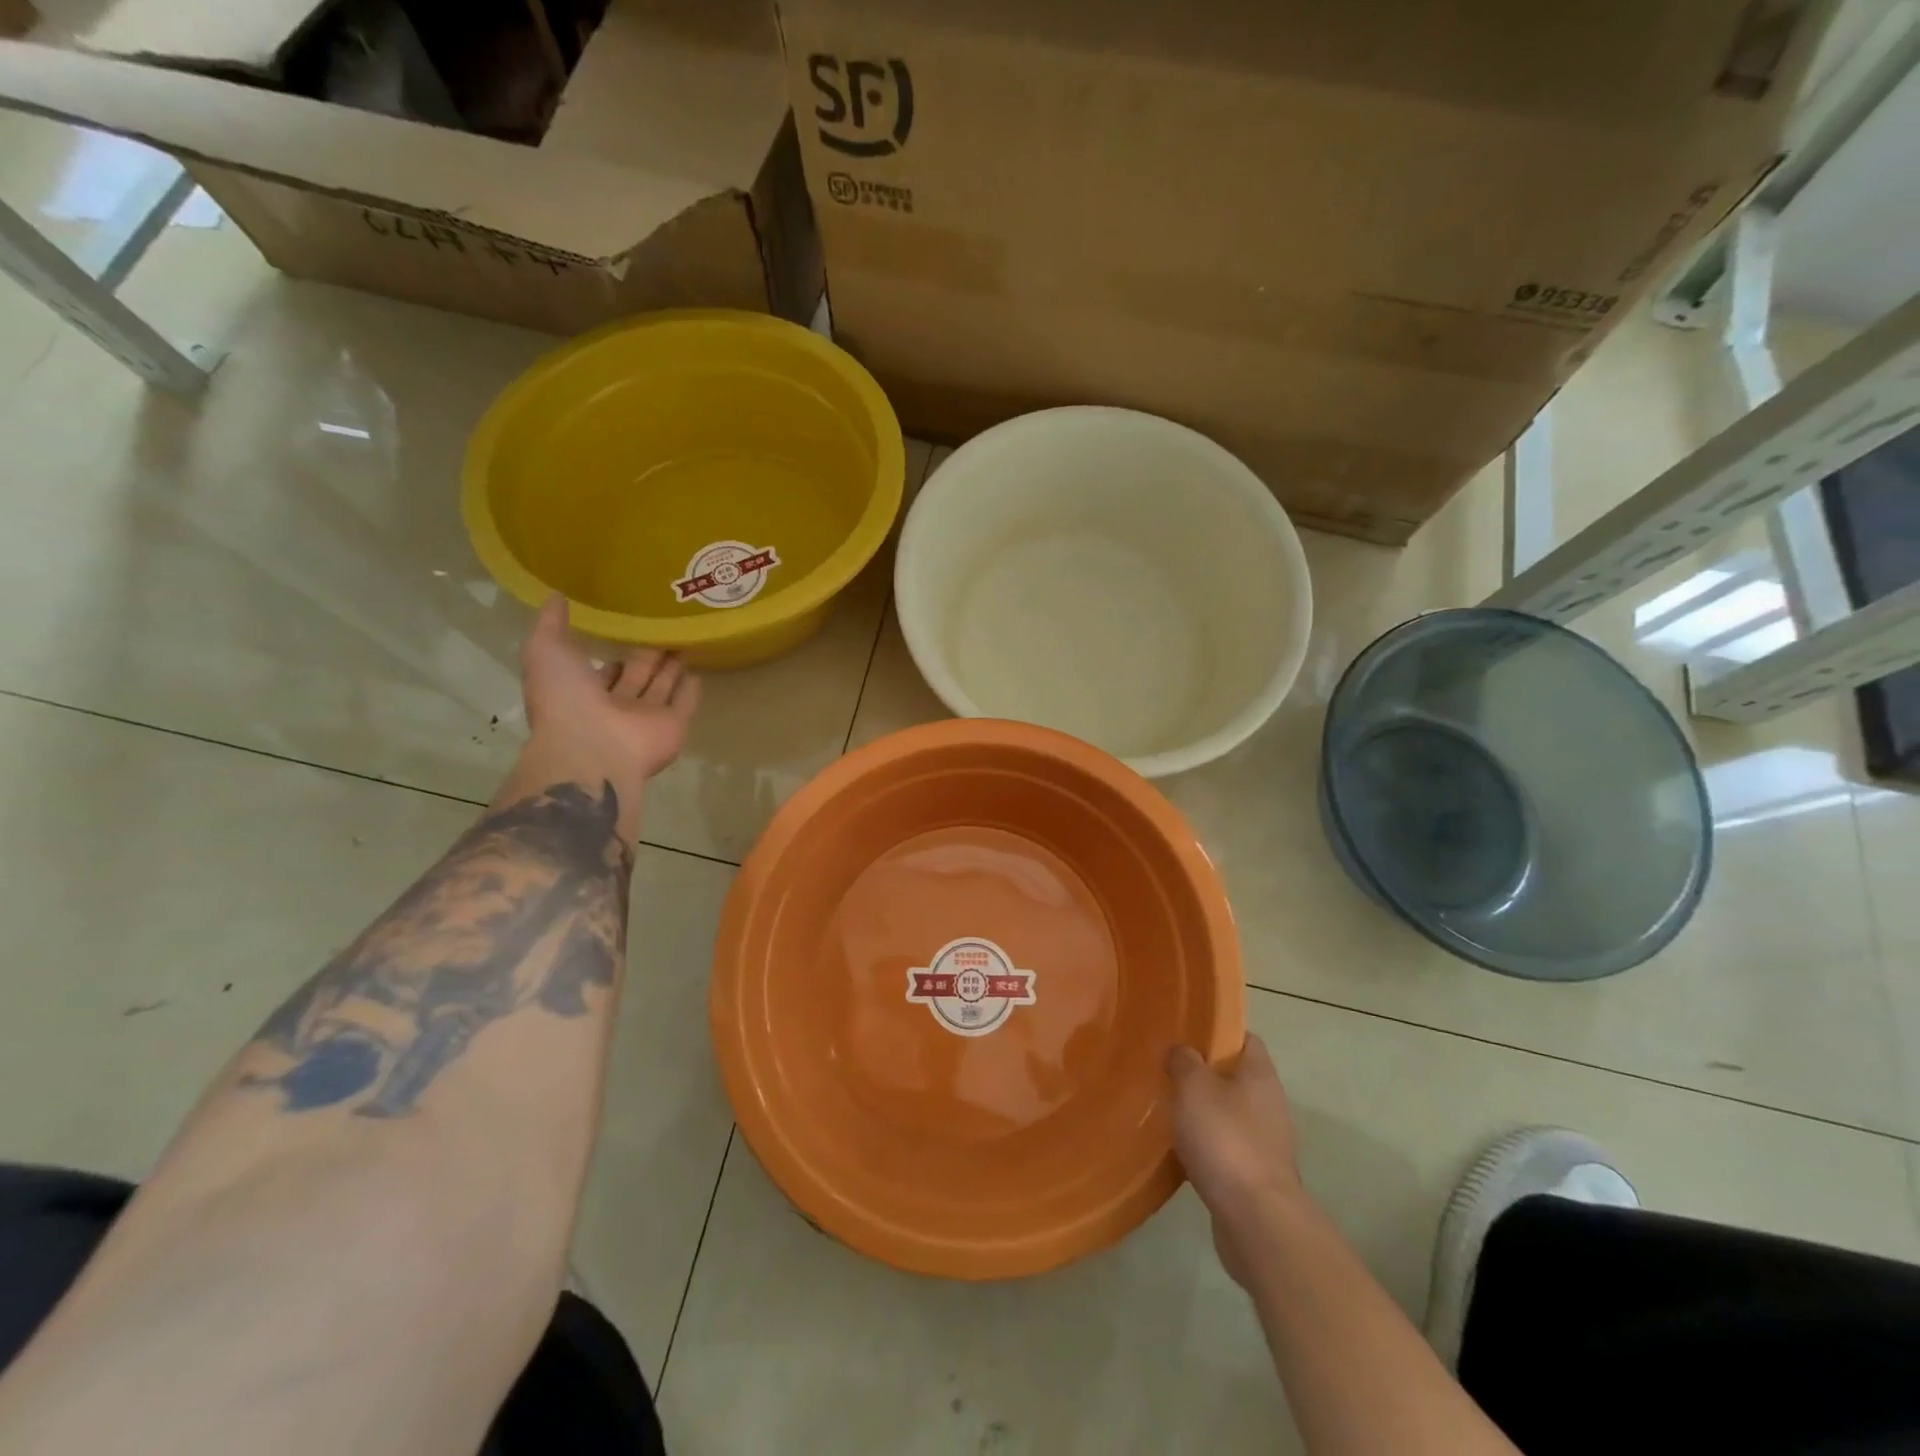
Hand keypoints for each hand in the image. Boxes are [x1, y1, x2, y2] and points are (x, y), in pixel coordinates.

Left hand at [516, 595, 700, 803]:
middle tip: (664, 632)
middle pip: (636, 677)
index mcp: (583, 693)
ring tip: (685, 644)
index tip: (625, 635)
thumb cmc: (566, 700)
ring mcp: (646, 719)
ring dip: (671, 670)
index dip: (611, 655)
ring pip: (661, 689)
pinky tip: (699, 674)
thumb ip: (551, 624)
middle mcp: (616, 707)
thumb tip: (555, 595)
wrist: (592, 749)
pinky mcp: (673, 727)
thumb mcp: (546, 651)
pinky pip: (685, 706)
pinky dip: (691, 692)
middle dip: (647, 657)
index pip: (602, 672)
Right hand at [1167, 1035, 1305, 1288]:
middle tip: (1169, 1071)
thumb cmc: (1225, 1139)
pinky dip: (1208, 1145)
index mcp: (1260, 1075)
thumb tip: (1182, 1051)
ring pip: (1231, 1114)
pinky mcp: (1258, 1175)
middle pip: (1236, 1077)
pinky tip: (1181, 1149)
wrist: (1256, 1219)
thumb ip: (1185, 1061)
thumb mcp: (1194, 1087)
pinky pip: (1228, 1148)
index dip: (1218, 1032)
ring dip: (1205, 1112)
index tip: (1186, 1034)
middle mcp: (1270, 1104)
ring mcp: (1267, 1142)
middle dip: (1205, 1074)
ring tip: (1169, 1110)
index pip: (1244, 1038)